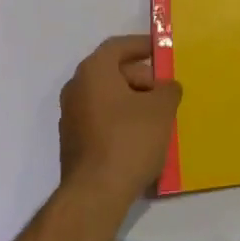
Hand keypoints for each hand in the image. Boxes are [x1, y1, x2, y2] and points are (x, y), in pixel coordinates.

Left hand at [58, 35, 181, 209]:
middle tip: (164, 91)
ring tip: (157, 117)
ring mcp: (71, 117)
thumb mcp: (161, 108)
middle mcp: (76, 88)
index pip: (118, 46)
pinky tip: (140, 139)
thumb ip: (168, 89)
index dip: (141, 45)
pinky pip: (101, 120)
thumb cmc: (129, 140)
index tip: (161, 51)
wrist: (95, 195)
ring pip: (107, 98)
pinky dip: (120, 121)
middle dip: (141, 78)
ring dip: (132, 101)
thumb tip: (166, 88)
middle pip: (112, 72)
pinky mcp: (73, 143)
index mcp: (93, 71)